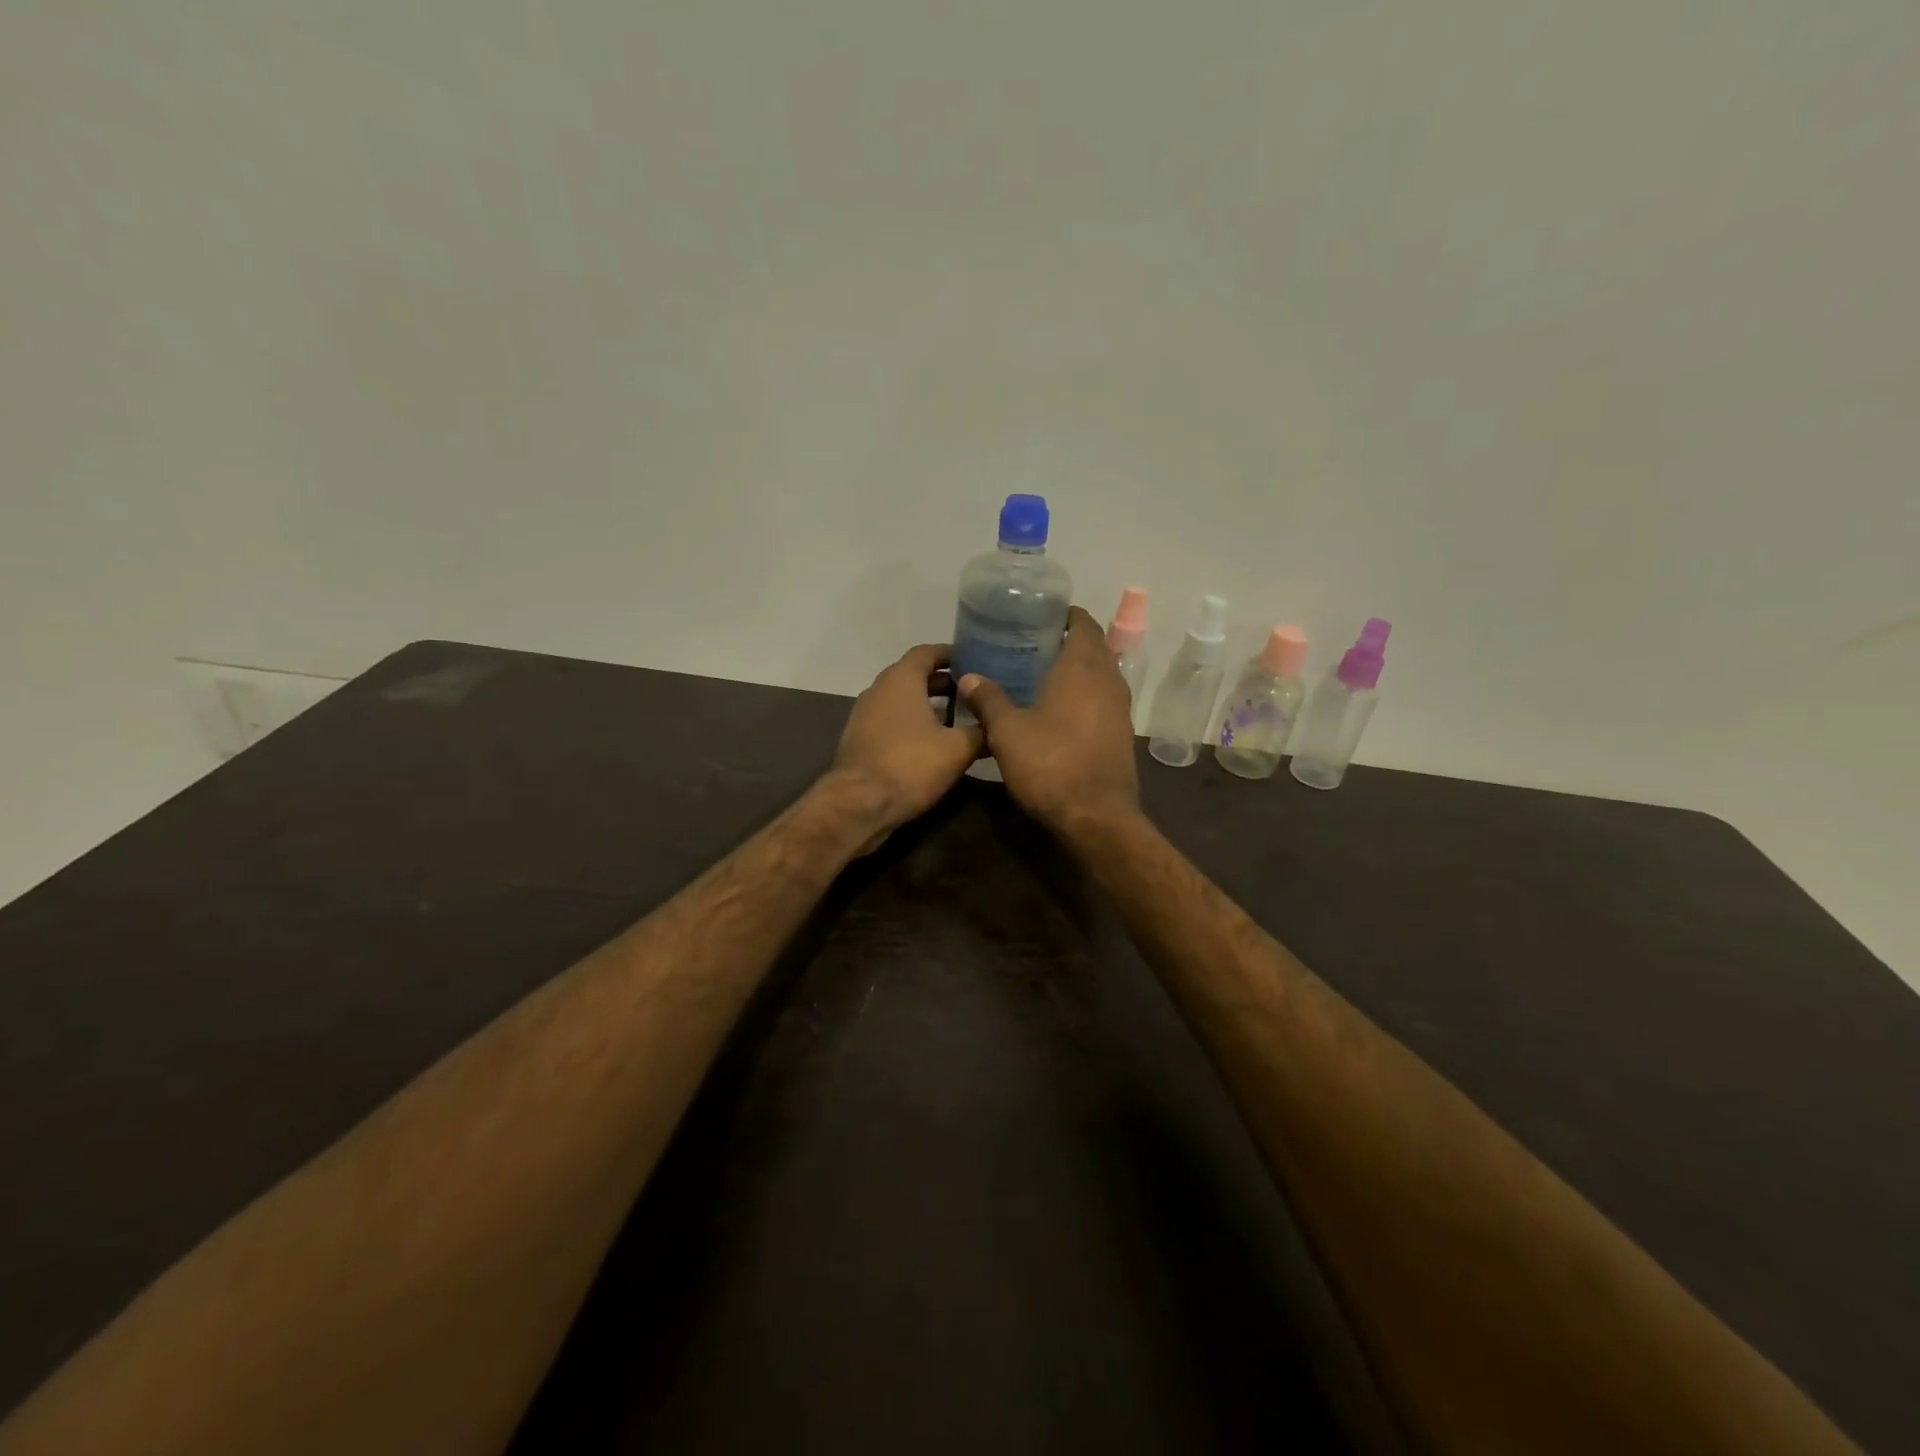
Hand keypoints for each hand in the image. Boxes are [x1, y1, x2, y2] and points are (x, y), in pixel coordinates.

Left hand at [828, 643, 982, 851]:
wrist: (859, 805)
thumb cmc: (910, 765)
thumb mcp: (957, 749)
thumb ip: (981, 732)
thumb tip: (998, 726)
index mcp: (900, 680)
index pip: (926, 652)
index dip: (950, 654)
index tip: (973, 661)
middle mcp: (878, 690)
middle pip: (913, 675)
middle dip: (942, 682)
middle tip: (971, 692)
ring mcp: (864, 715)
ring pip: (901, 700)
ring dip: (927, 705)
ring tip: (957, 718)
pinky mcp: (860, 740)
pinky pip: (891, 721)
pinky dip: (912, 723)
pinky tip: (932, 743)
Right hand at [956, 606, 1139, 834]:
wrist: (1095, 816)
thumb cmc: (1050, 763)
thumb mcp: (1007, 731)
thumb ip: (988, 699)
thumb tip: (968, 676)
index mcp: (1083, 668)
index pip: (1083, 624)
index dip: (1065, 616)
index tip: (1040, 616)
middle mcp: (1108, 680)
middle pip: (1094, 647)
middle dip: (1069, 641)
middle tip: (1033, 644)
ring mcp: (1120, 709)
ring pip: (1101, 675)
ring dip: (1079, 670)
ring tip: (1043, 674)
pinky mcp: (1122, 735)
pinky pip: (1104, 701)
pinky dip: (1086, 695)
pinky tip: (1060, 710)